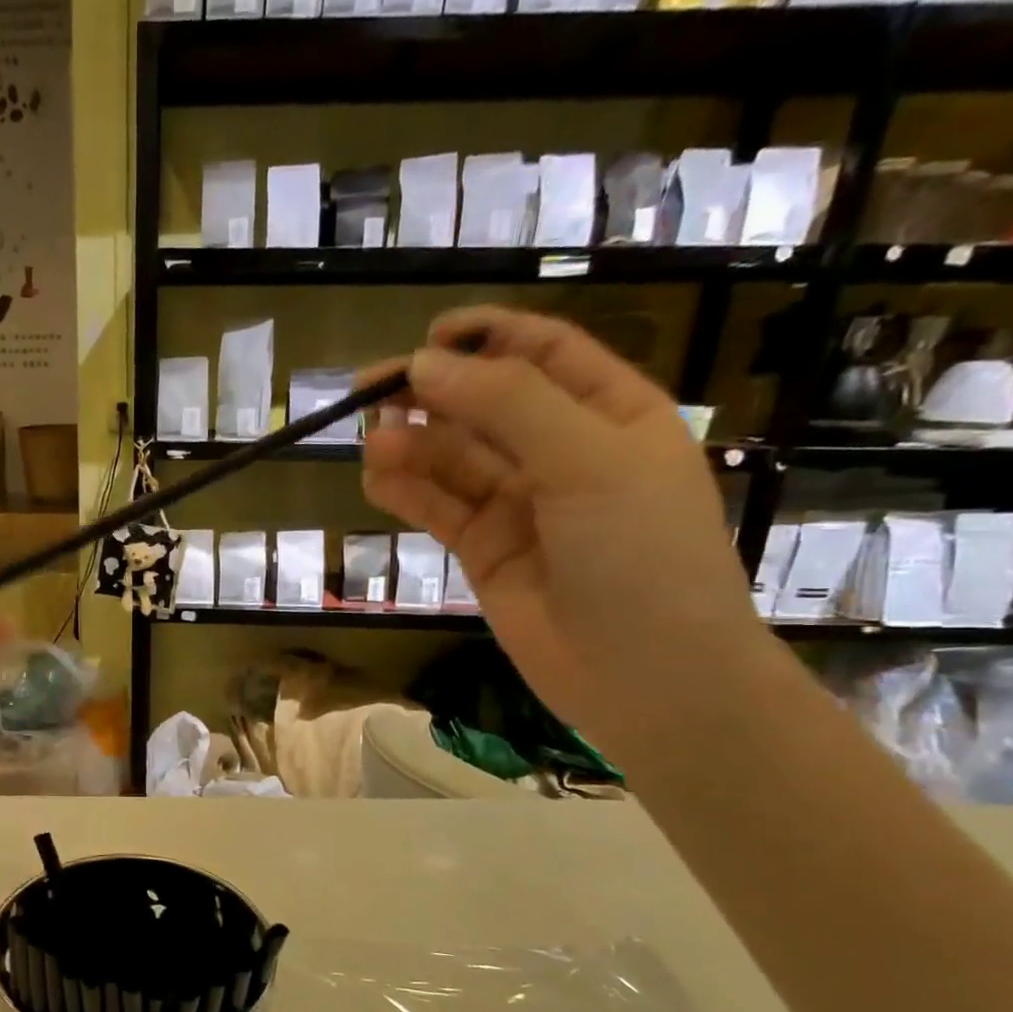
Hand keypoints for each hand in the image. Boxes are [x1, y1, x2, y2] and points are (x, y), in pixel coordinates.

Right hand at [361, 306, 773, 754]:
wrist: (645, 674)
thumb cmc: (640, 554)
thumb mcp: (587, 460)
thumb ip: (508, 404)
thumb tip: (423, 365)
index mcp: (611, 415)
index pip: (543, 354)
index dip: (486, 337)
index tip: (427, 337)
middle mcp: (562, 453)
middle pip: (485, 405)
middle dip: (432, 394)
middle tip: (368, 392)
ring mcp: (520, 506)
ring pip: (454, 460)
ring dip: (412, 446)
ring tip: (371, 443)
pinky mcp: (484, 551)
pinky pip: (439, 509)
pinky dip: (406, 492)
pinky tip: (376, 480)